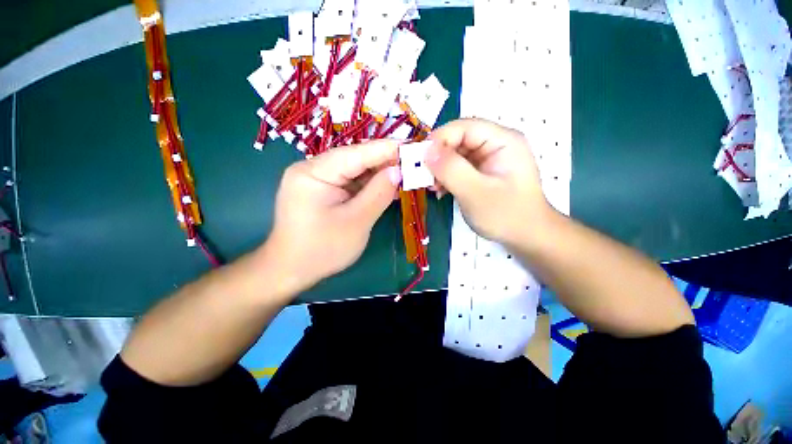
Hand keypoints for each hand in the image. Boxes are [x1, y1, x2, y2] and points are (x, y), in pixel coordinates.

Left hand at [263, 140, 401, 292]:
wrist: (292, 270)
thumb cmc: (323, 250)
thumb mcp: (357, 222)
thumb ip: (378, 193)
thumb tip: (398, 170)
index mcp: (314, 172)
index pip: (356, 153)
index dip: (386, 149)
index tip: (411, 146)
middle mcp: (312, 169)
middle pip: (355, 159)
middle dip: (384, 162)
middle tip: (412, 164)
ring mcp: (316, 180)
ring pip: (354, 171)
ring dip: (378, 175)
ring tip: (404, 175)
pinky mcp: (322, 191)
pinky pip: (350, 183)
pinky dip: (369, 186)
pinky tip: (387, 188)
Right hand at [426, 118, 550, 245]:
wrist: (525, 236)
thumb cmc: (506, 215)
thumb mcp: (476, 193)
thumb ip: (451, 170)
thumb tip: (426, 151)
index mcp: (503, 141)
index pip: (464, 127)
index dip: (439, 139)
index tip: (420, 159)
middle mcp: (496, 144)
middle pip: (459, 139)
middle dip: (438, 157)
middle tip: (424, 177)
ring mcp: (489, 158)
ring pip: (456, 154)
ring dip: (440, 169)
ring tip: (433, 187)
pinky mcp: (482, 171)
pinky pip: (458, 167)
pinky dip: (446, 177)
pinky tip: (441, 190)